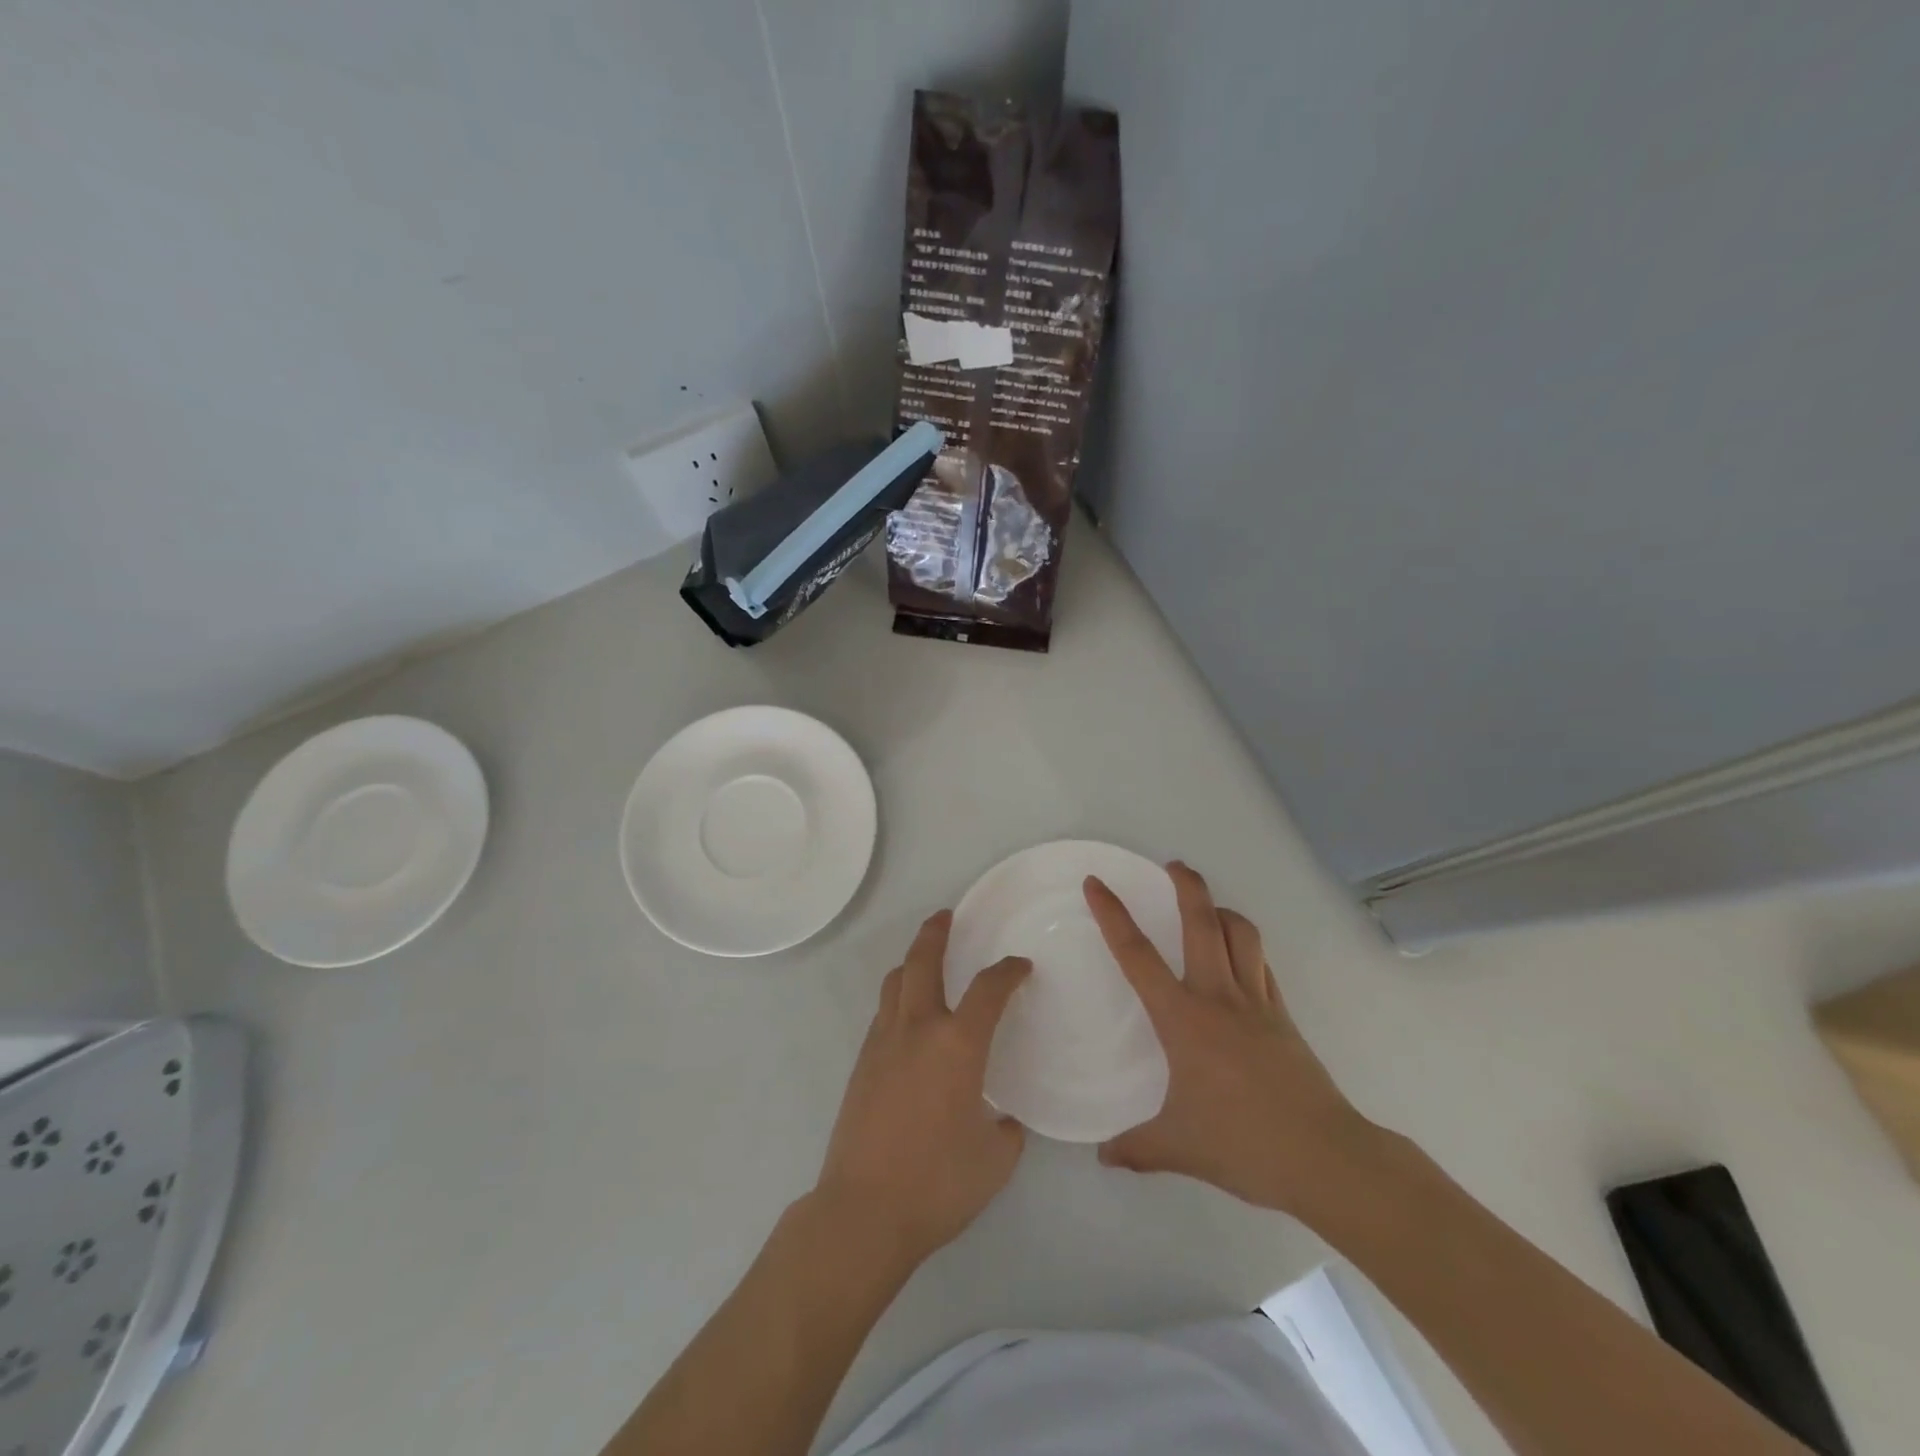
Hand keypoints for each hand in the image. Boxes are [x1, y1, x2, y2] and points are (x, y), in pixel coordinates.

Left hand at [813, 912, 1030, 1271]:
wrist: (863, 1211)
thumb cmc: (938, 1184)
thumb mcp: (995, 1161)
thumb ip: (1006, 1130)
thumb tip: (1003, 1119)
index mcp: (957, 1045)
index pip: (989, 989)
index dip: (1008, 971)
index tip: (1019, 967)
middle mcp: (918, 1029)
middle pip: (924, 961)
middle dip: (936, 932)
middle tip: (946, 916)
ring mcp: (883, 1043)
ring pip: (895, 982)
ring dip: (913, 962)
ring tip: (926, 961)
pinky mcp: (861, 1063)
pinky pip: (883, 1013)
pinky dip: (898, 998)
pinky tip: (909, 1019)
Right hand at [1085, 862, 1381, 1216]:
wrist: (1325, 1158)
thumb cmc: (1243, 1144)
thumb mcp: (1178, 1148)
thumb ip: (1136, 1147)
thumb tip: (1103, 1156)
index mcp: (1183, 1018)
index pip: (1136, 954)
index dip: (1112, 914)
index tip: (1096, 883)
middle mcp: (1218, 996)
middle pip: (1201, 921)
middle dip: (1186, 885)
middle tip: (1172, 865)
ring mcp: (1257, 1003)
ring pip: (1240, 935)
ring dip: (1222, 911)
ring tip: (1207, 906)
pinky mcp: (1284, 1017)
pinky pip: (1262, 966)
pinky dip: (1247, 949)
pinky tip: (1239, 957)